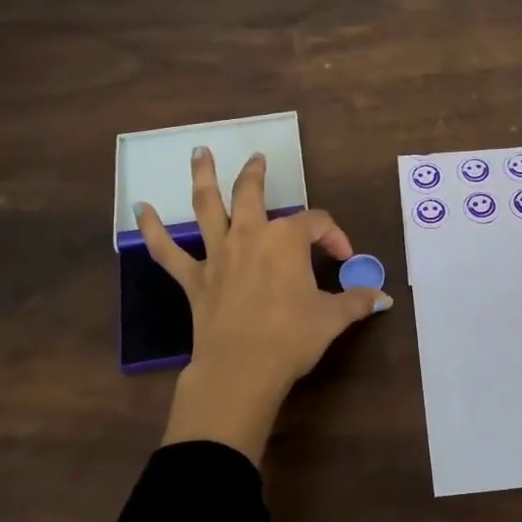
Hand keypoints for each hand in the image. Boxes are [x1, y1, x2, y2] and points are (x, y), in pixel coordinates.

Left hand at [138, 146, 390, 460]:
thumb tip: (382, 298)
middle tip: (257, 159)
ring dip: (202, 177)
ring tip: (199, 152)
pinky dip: (153, 229)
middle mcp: (249, 236)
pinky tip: (140, 209)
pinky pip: (167, 251)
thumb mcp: (333, 318)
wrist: (242, 369)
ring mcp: (217, 255)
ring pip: (207, 207)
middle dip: (256, 174)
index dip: (334, 237)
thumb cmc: (292, 337)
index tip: (344, 261)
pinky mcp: (194, 279)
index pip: (317, 224)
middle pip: (252, 193)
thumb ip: (357, 302)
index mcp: (286, 240)